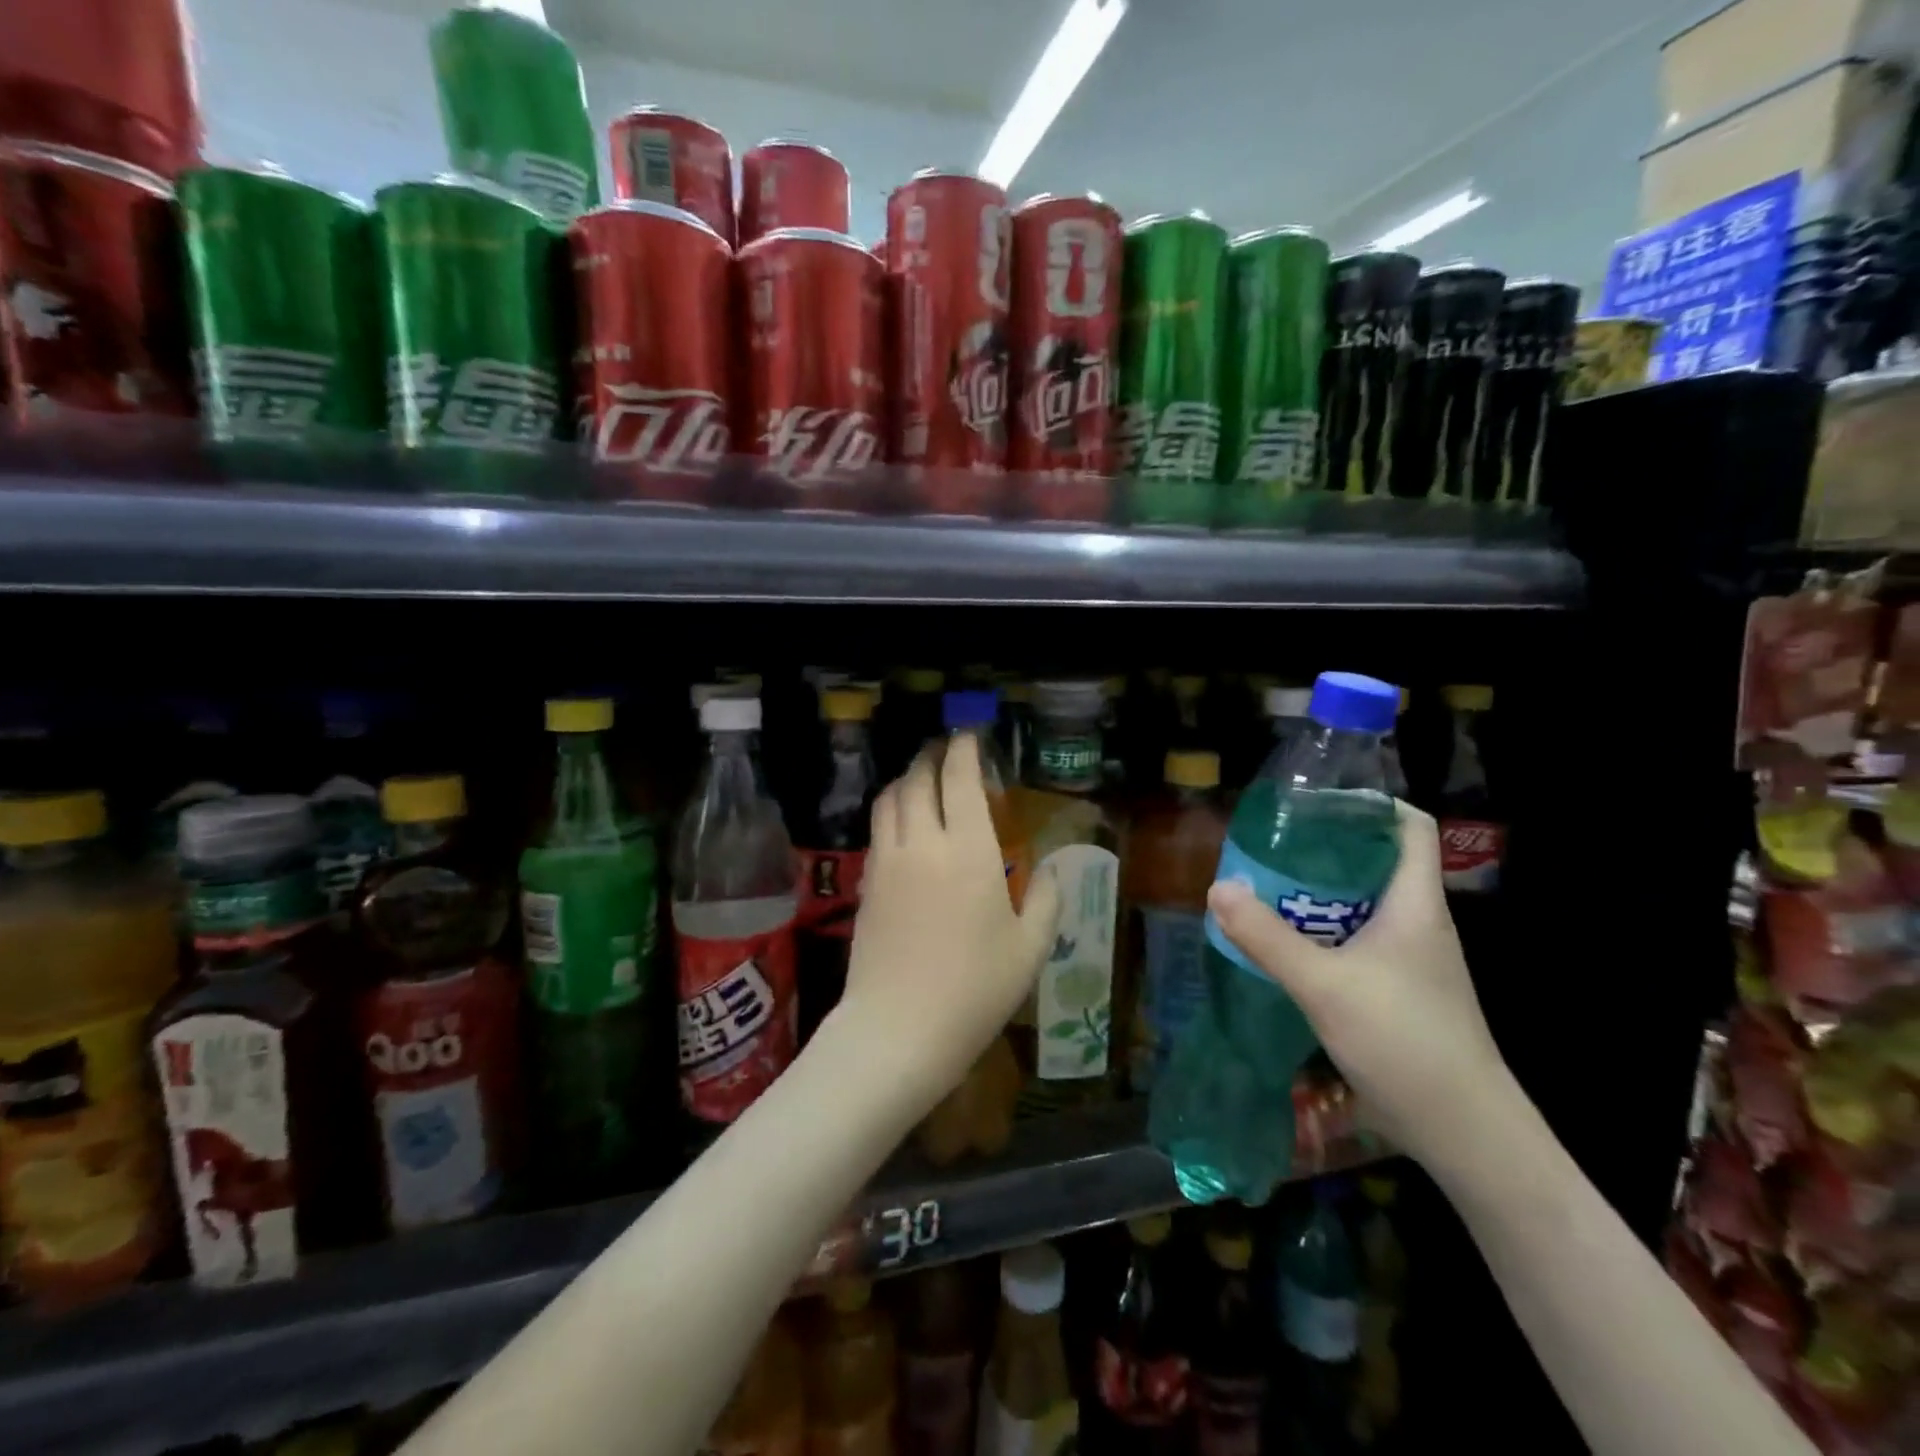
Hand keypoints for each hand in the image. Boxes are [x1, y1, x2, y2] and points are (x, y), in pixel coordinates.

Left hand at [834, 734, 1061, 1106]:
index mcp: (969, 851)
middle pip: (918, 779)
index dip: (964, 750)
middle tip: (945, 751)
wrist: (897, 1030)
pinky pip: (877, 829)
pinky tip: (903, 826)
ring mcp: (888, 862)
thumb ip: (1046, 901)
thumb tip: (1053, 870)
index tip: (970, 736)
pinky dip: (891, 811)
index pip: (960, 779)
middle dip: (931, 756)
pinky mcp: (867, 884)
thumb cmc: (974, 991)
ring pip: (889, 799)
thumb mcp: (1029, 950)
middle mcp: (923, 843)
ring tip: (922, 779)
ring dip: (906, 779)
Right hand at [1206, 802, 1512, 1167]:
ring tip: (1266, 889)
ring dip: (1317, 895)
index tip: (1315, 802)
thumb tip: (1218, 887)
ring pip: (1361, 905)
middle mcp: (1417, 922)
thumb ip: (1267, 937)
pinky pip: (1356, 941)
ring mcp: (1410, 959)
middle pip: (1375, 862)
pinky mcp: (1398, 989)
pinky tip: (1285, 945)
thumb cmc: (1404, 1040)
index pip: (1410, 826)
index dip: (1369, 804)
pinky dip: (1321, 933)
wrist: (1463, 1131)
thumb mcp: (1324, 984)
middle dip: (1323, 849)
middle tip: (1270, 846)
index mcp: (1415, 903)